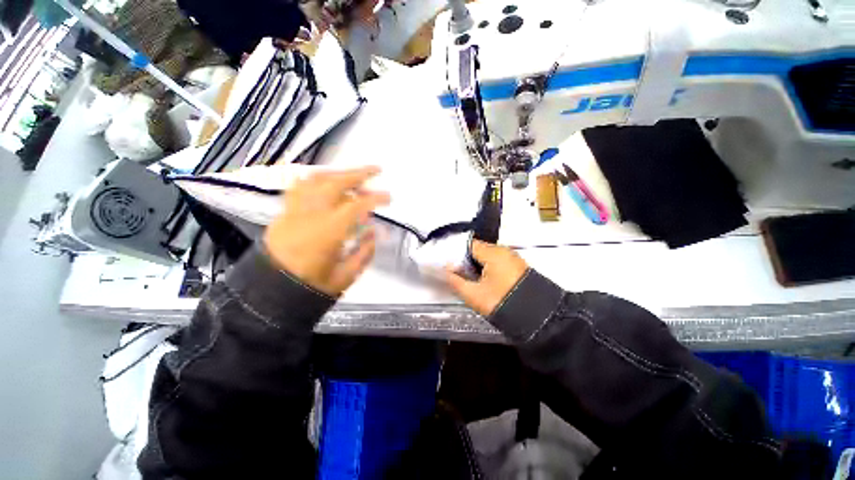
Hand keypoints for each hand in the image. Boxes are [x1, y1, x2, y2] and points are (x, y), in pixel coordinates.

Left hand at [263, 167, 389, 296]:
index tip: (388, 197)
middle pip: (335, 183)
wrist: (271, 291)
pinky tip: (326, 182)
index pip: (356, 205)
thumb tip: (375, 232)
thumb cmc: (311, 286)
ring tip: (352, 175)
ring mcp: (294, 211)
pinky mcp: (284, 212)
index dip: (375, 198)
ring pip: (315, 180)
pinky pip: (300, 187)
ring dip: (338, 173)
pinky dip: (315, 179)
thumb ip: (365, 252)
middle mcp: (310, 215)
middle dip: (358, 174)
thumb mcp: (346, 276)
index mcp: (328, 232)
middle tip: (376, 170)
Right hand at [445, 240, 528, 316]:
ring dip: (475, 266)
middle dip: (465, 261)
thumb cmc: (501, 303)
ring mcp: (512, 259)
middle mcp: (504, 251)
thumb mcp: (473, 294)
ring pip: (486, 257)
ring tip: (466, 279)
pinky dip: (486, 270)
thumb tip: (445, 270)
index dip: (454, 254)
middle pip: (477, 250)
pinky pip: (496, 263)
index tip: (446, 264)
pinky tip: (481, 282)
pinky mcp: (517, 268)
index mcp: (493, 253)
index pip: (467, 245)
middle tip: (455, 274)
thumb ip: (455, 280)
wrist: (537, 320)